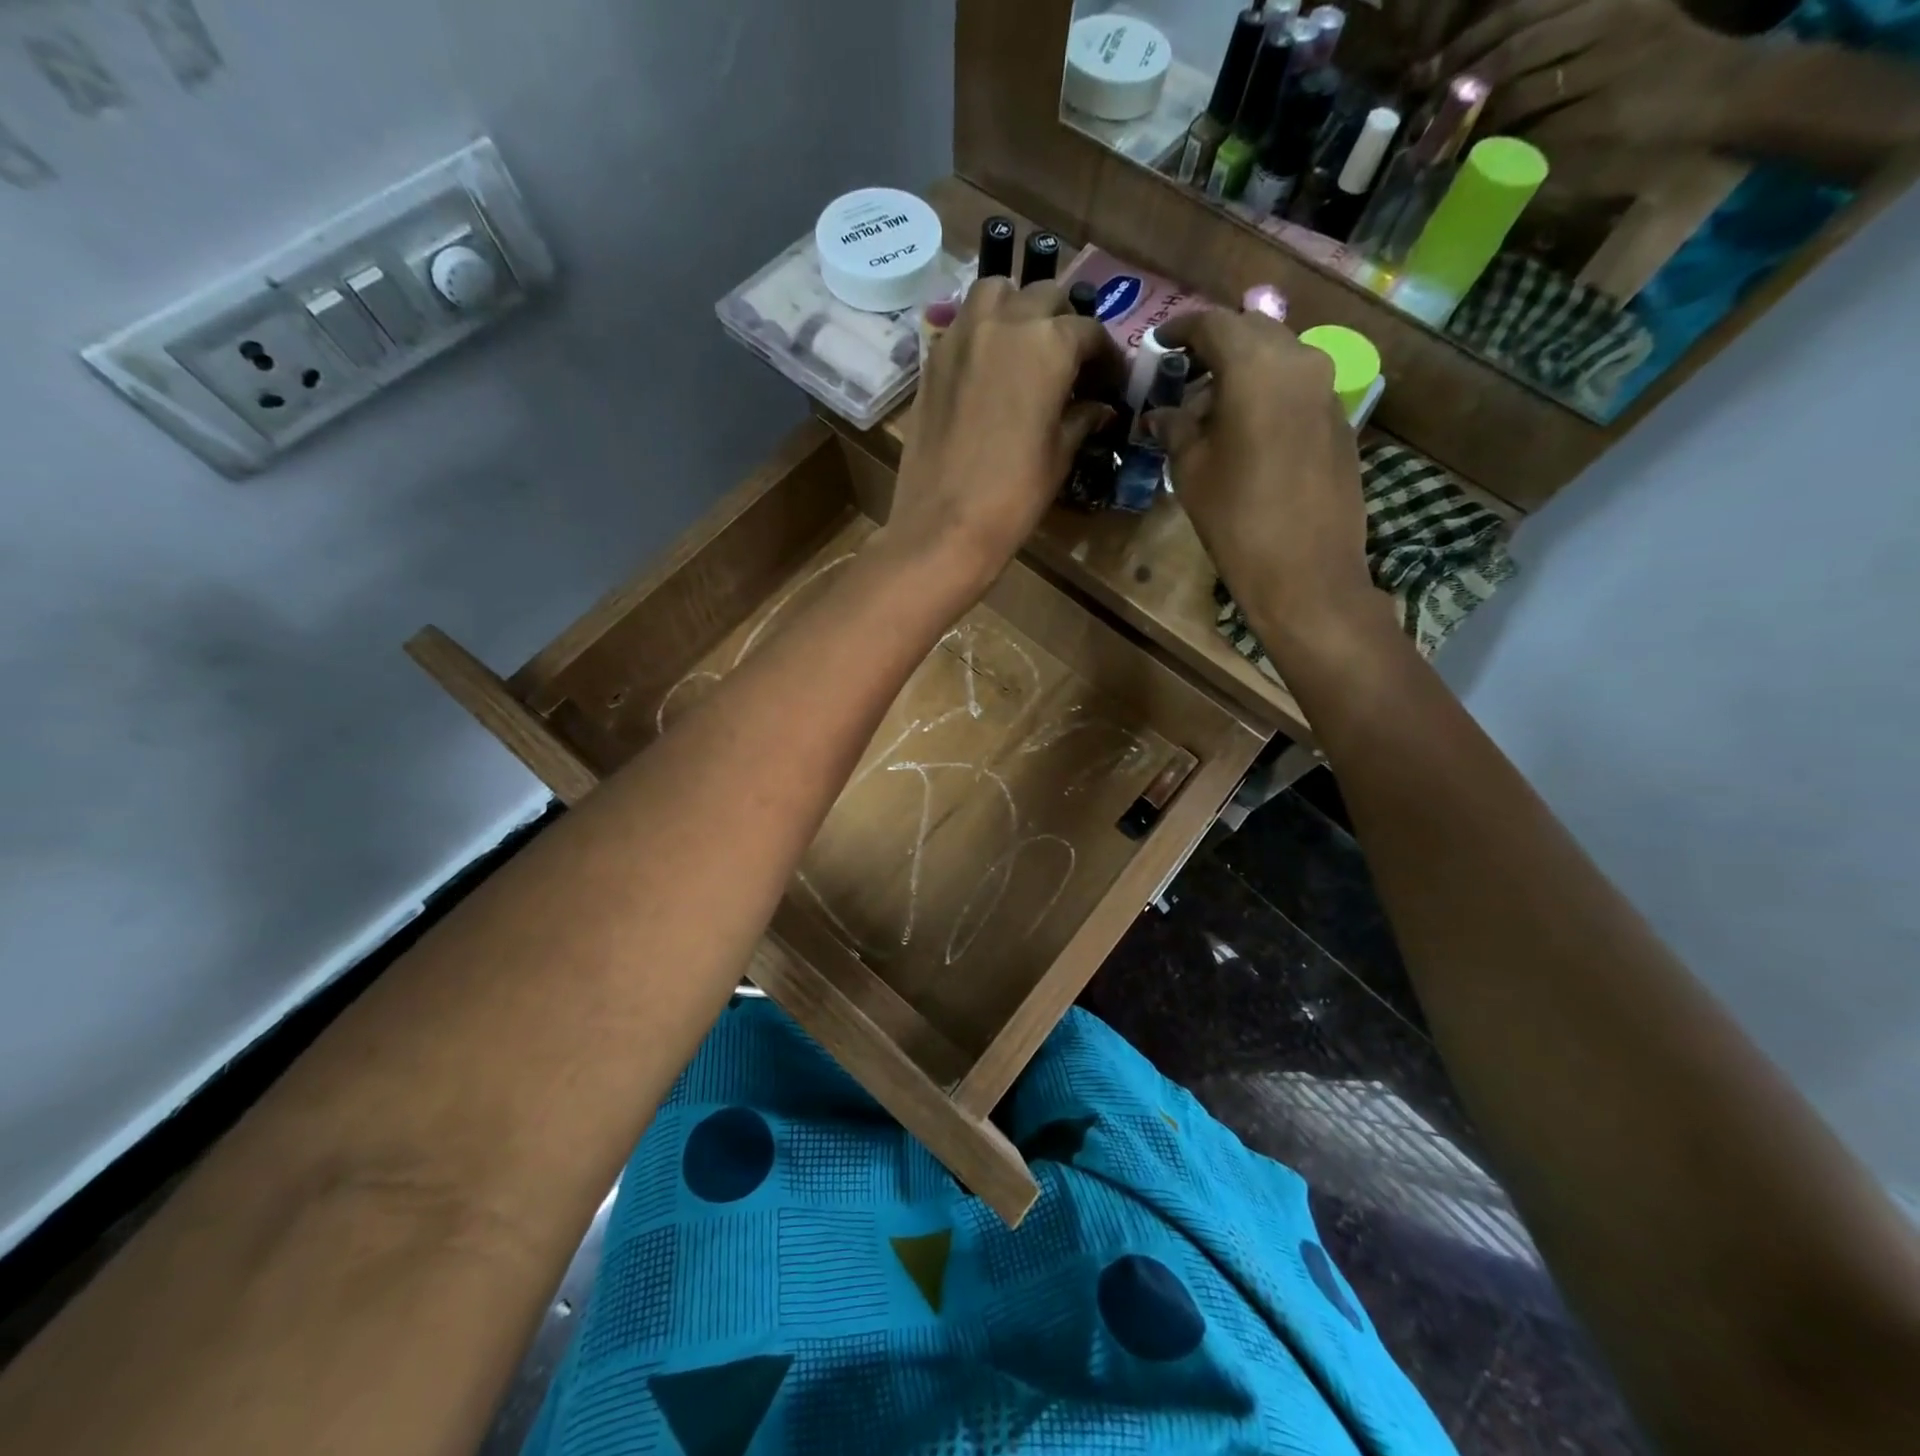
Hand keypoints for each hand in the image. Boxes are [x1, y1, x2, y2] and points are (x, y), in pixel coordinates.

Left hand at [885, 277, 1120, 597]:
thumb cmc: (1013, 496)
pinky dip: (981, 330)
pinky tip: (988, 365)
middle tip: (1069, 361)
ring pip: (996, 293)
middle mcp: (1005, 323)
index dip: (1106, 356)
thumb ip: (1080, 419)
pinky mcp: (931, 359)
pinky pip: (962, 324)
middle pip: (1043, 298)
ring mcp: (962, 336)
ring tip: (1024, 345)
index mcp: (1049, 344)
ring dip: (1016, 308)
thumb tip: (1099, 408)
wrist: (943, 525)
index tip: (1110, 380)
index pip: (1089, 332)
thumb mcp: (1058, 456)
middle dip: (1063, 322)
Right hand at [1150, 308, 1381, 656]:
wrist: (1306, 571)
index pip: (1214, 324)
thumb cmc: (1236, 519)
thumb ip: (1176, 429)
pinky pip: (1297, 385)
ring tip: (1211, 406)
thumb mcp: (1191, 471)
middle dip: (1215, 345)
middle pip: (1252, 332)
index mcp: (1256, 367)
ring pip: (1278, 356)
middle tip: (1184, 373)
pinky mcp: (1340, 419)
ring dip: (1243, 369)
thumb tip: (1161, 413)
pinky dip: (1267, 391)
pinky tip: (1246, 428)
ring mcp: (1327, 389)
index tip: (1159, 343)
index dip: (1181, 329)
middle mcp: (1299, 361)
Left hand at [1419, 0, 1750, 163]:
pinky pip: (1537, 135)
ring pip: (1519, 96)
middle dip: (1459, 86)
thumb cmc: (1655, 64)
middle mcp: (1608, 19)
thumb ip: (1552, 40)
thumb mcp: (1608, 29)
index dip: (1466, 42)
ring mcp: (1609, 66)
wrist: (1722, 89)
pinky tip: (1481, 164)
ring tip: (1445, 148)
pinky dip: (1504, 152)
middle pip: (1513, 51)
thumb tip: (1475, 68)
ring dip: (1475, 127)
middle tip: (1423, 116)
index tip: (1423, 73)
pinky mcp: (1605, 114)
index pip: (1520, 10)